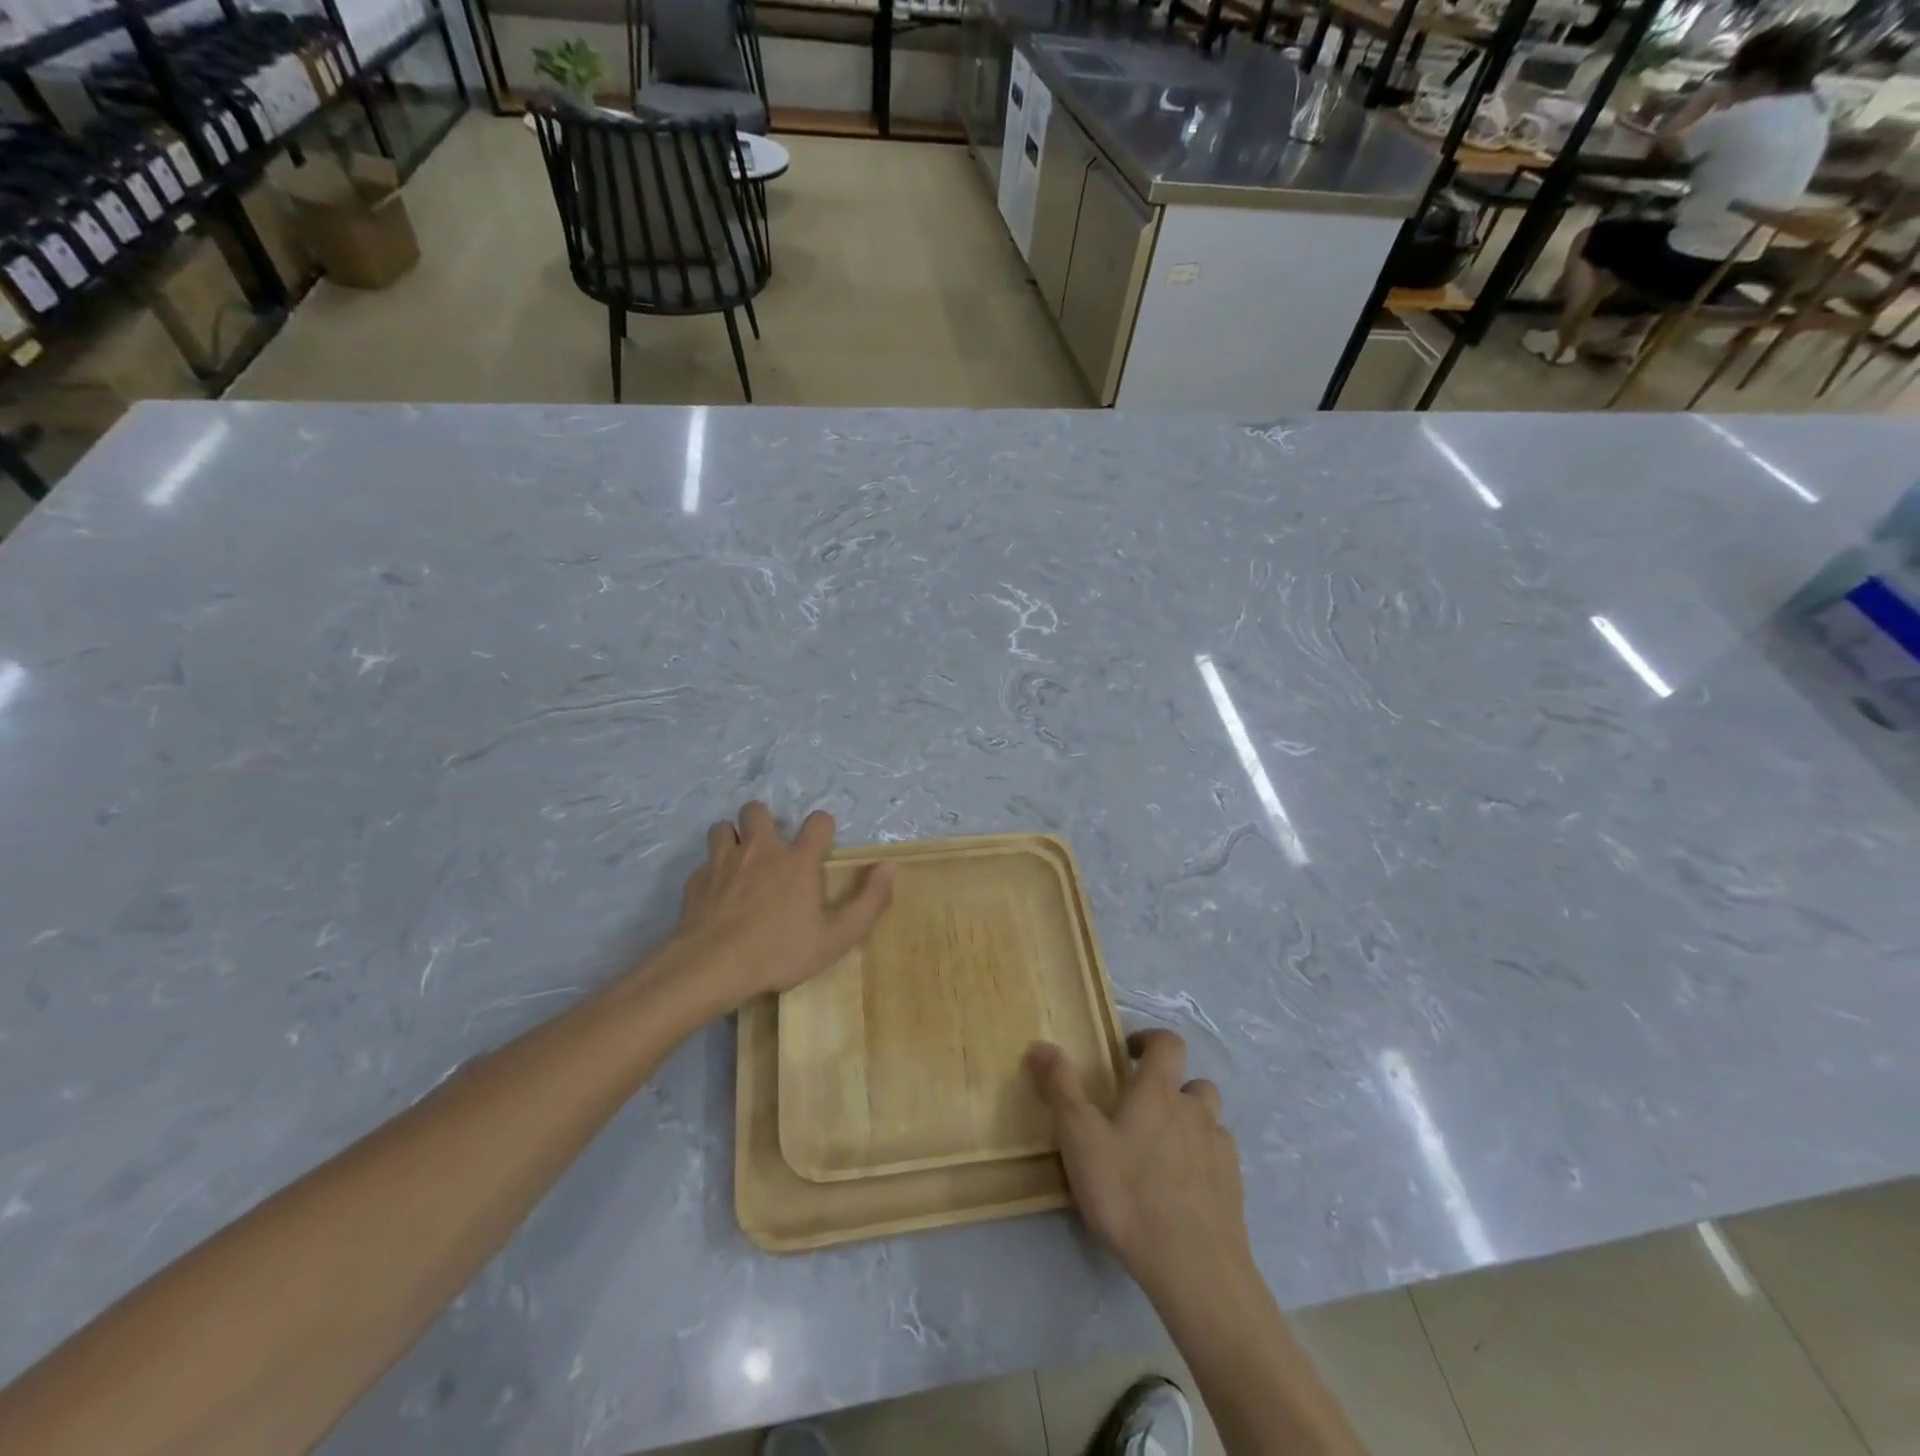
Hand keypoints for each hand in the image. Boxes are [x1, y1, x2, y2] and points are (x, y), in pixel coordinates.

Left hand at [662, 802, 892, 1015]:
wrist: (711, 966)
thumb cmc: (779, 952)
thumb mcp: (836, 937)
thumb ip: (868, 901)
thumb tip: (888, 866)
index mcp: (797, 860)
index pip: (818, 821)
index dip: (822, 828)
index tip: (821, 846)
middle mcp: (760, 849)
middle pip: (757, 809)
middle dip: (764, 820)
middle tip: (770, 849)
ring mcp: (723, 861)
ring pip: (723, 827)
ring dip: (732, 838)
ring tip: (739, 862)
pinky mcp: (696, 880)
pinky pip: (704, 863)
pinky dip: (712, 871)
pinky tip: (716, 894)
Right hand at [1028, 1030, 1252, 1302]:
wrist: (1195, 1268)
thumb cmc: (1129, 1194)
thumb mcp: (1080, 1140)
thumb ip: (1061, 1089)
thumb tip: (1042, 1045)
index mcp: (1159, 1092)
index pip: (1167, 1043)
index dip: (1150, 1040)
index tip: (1128, 1053)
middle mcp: (1195, 1111)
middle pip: (1193, 1083)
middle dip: (1171, 1088)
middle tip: (1142, 1113)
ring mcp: (1219, 1150)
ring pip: (1209, 1121)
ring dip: (1190, 1125)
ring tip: (1163, 1152)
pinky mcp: (1234, 1189)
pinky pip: (1219, 1159)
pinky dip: (1203, 1162)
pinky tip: (1183, 1189)